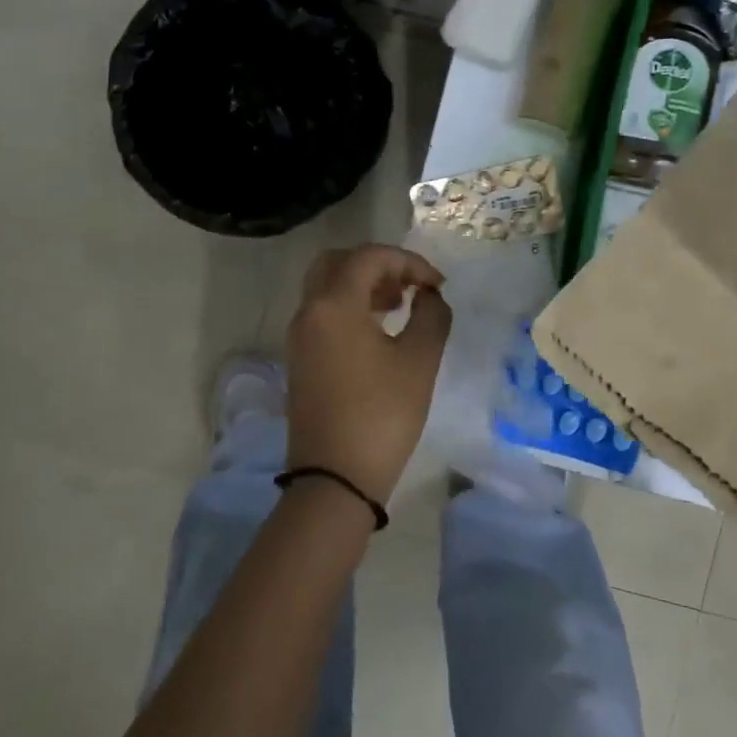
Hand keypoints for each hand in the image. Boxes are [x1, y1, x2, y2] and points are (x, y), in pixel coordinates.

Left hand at [285, 244, 451, 503]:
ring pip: (326, 288)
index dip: (408, 261)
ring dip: (362, 285)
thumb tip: (429, 296)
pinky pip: (322, 314)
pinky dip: (349, 307)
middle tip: (409, 286)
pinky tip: (379, 331)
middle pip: (337, 263)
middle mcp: (308, 313)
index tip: (437, 285)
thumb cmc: (382, 415)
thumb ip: (432, 315)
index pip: (368, 257)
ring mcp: (299, 338)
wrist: (335, 479)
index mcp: (333, 305)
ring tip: (400, 306)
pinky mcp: (300, 361)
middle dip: (377, 265)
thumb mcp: (419, 361)